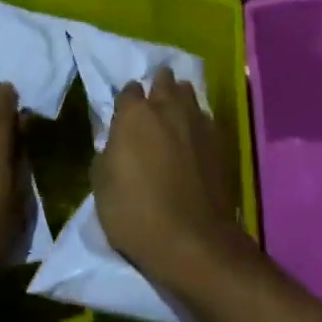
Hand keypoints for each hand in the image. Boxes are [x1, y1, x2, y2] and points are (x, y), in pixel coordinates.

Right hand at [93, 67, 246, 292]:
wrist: (192, 240)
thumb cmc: (135, 213)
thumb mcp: (101, 187)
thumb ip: (107, 154)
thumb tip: (115, 144)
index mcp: (134, 115)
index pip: (128, 90)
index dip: (126, 101)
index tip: (124, 115)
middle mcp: (167, 108)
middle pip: (163, 80)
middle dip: (157, 87)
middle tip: (152, 105)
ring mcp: (197, 121)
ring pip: (188, 93)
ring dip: (179, 98)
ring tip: (175, 114)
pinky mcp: (219, 140)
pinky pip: (205, 118)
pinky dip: (198, 122)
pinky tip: (194, 138)